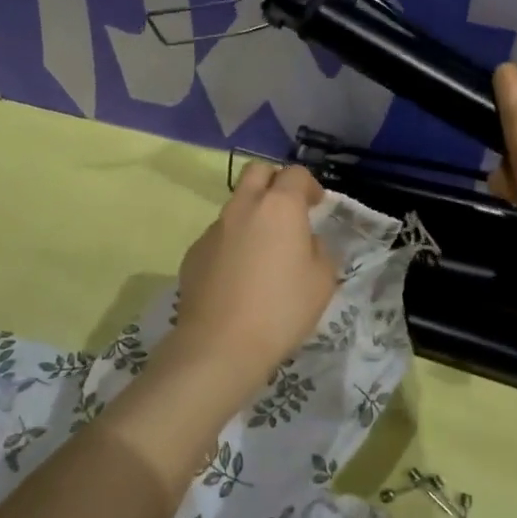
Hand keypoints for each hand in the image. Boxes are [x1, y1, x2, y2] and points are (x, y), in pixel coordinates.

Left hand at [170, 162, 337, 387]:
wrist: (220, 345)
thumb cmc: (281, 310)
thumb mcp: (322, 281)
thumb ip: (319, 250)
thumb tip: (306, 242)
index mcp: (279, 207)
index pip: (296, 174)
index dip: (310, 186)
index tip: (317, 206)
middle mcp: (243, 207)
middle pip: (257, 172)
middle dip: (275, 182)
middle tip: (288, 211)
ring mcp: (214, 229)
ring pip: (236, 205)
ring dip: (252, 215)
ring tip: (263, 252)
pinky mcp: (194, 252)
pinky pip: (219, 236)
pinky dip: (233, 244)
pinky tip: (239, 277)